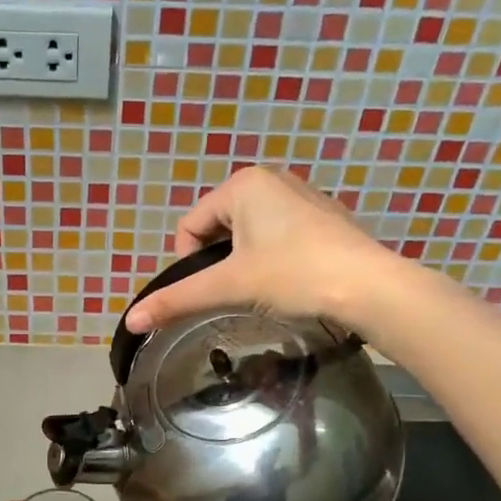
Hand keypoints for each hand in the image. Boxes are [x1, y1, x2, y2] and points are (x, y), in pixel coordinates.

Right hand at [123, 166, 399, 334]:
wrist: (369, 287)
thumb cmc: (293, 275)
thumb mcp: (229, 287)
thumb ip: (178, 300)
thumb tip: (130, 321)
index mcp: (244, 185)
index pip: (190, 226)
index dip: (189, 264)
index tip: (213, 290)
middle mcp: (272, 179)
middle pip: (219, 228)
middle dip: (220, 262)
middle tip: (239, 292)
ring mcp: (302, 195)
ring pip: (249, 234)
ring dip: (245, 262)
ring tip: (265, 289)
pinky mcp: (324, 217)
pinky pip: (279, 235)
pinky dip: (273, 258)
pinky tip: (291, 281)